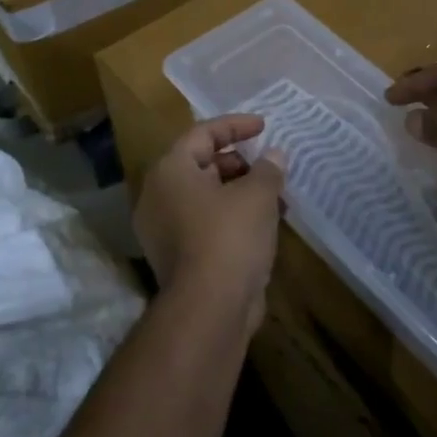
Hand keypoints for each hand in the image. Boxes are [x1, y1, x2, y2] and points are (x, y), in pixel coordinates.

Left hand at [133, 116, 286, 333]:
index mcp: (170, 170)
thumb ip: (268, 169)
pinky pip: (206, 223)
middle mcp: (159, 195)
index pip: (203, 133)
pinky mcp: (177, 256)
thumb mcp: (257, 195)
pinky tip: (265, 225)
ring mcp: (164, 229)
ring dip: (241, 192)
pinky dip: (233, 217)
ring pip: (206, 196)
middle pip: (202, 164)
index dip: (235, 126)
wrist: (208, 310)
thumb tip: (274, 155)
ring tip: (277, 197)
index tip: (264, 126)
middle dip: (241, 163)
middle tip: (270, 167)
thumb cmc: (229, 237)